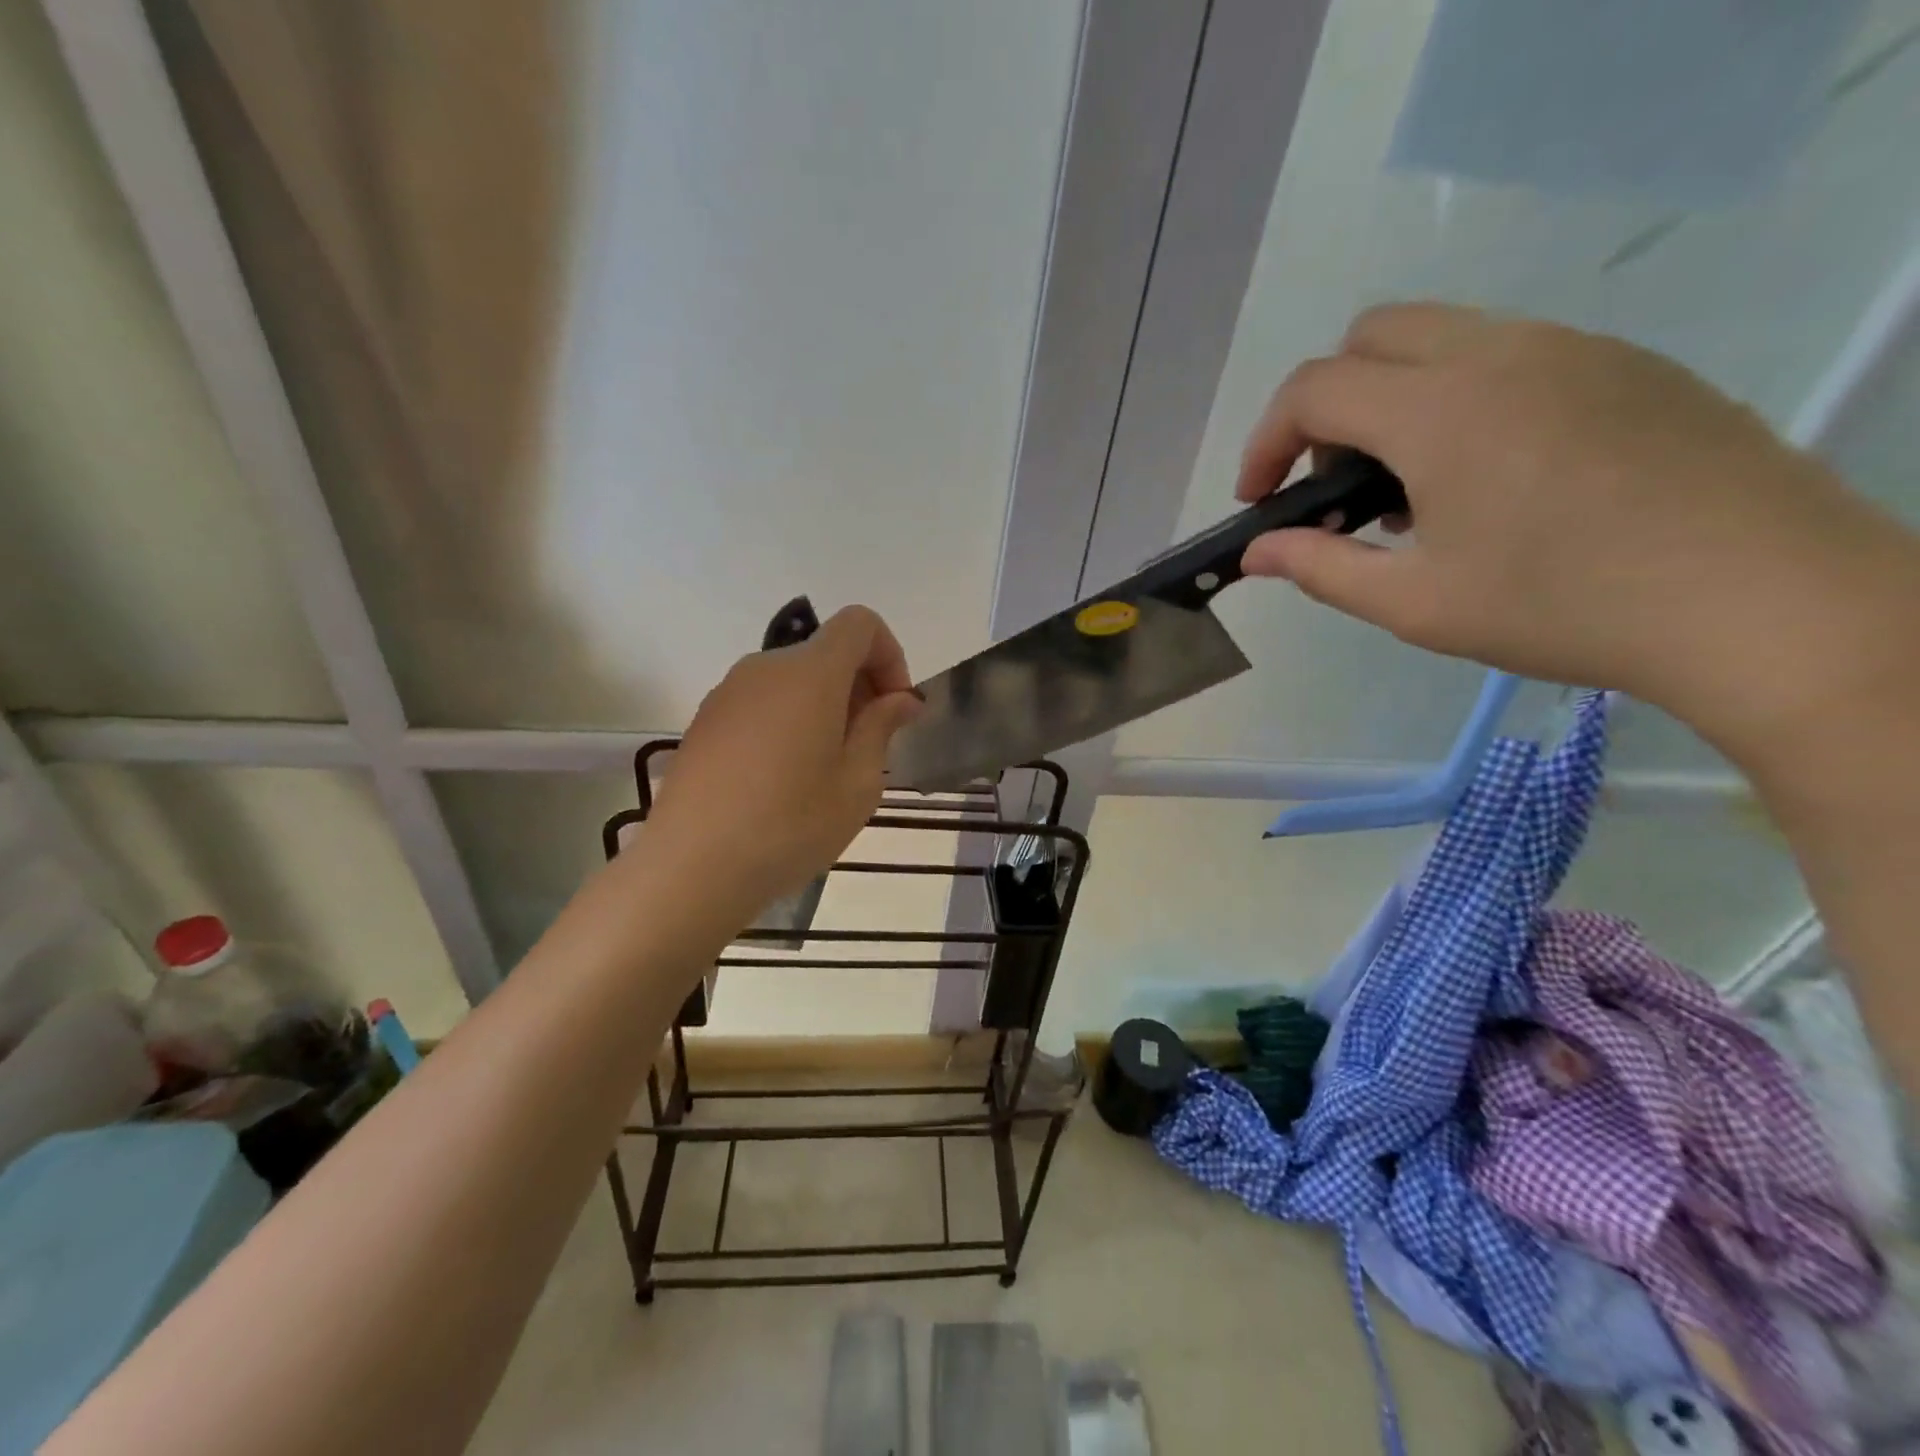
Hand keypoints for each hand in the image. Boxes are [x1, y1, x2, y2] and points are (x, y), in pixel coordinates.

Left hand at [647, 606, 922, 917]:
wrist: (692, 866)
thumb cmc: (790, 824)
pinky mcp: (705, 721)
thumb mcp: (858, 783)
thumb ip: (882, 727)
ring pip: (793, 680)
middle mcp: (765, 668)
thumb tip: (900, 698)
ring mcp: (728, 692)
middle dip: (859, 686)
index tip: (893, 708)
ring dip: (824, 706)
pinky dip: (789, 721)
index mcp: (810, 673)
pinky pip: (762, 702)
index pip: (859, 623)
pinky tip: (783, 778)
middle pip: (826, 652)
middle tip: (869, 747)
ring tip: (826, 769)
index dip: (889, 655)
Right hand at [1234, 303, 1915, 758]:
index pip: (1315, 388)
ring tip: (1408, 490)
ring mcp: (1572, 349)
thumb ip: (1321, 568)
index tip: (1260, 501)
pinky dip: (1459, 397)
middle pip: (1374, 334)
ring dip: (1393, 399)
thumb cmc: (1562, 606)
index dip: (1266, 442)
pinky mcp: (1624, 365)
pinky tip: (1485, 477)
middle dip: (1326, 403)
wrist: (1760, 598)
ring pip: (1443, 338)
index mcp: (1440, 410)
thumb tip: (1257, 553)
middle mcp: (1500, 353)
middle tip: (1330, 482)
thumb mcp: (1416, 604)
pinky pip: (1509, 354)